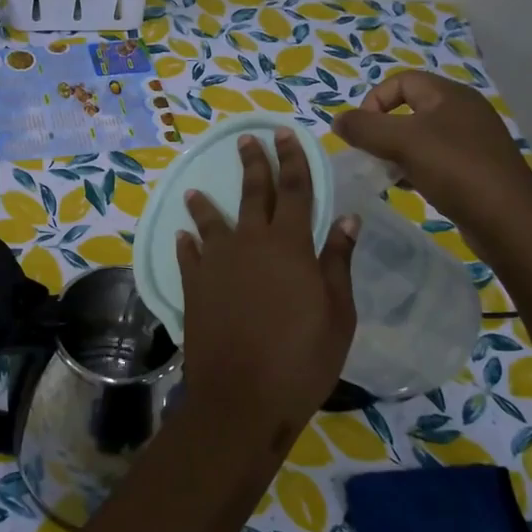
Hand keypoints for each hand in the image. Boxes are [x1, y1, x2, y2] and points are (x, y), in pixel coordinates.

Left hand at [176, 130, 357, 428]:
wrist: (243, 396)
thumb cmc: (302, 358)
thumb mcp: (337, 313)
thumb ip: (337, 262)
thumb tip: (348, 219)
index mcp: (290, 245)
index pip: (294, 189)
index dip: (291, 159)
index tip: (283, 134)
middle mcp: (250, 243)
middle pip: (253, 194)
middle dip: (252, 164)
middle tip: (246, 140)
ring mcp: (216, 263)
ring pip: (211, 221)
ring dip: (206, 204)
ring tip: (196, 190)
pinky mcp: (193, 286)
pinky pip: (188, 256)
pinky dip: (187, 243)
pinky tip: (182, 236)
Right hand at [332, 71, 531, 223]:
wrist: (508, 219)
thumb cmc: (454, 169)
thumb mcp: (402, 142)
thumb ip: (364, 128)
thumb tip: (338, 120)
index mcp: (449, 95)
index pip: (401, 81)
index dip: (374, 101)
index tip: (361, 132)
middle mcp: (463, 111)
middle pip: (409, 109)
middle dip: (382, 130)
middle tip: (369, 154)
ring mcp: (471, 140)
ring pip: (420, 137)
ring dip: (396, 152)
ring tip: (385, 174)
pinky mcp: (474, 168)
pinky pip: (434, 159)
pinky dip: (414, 168)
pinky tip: (406, 187)